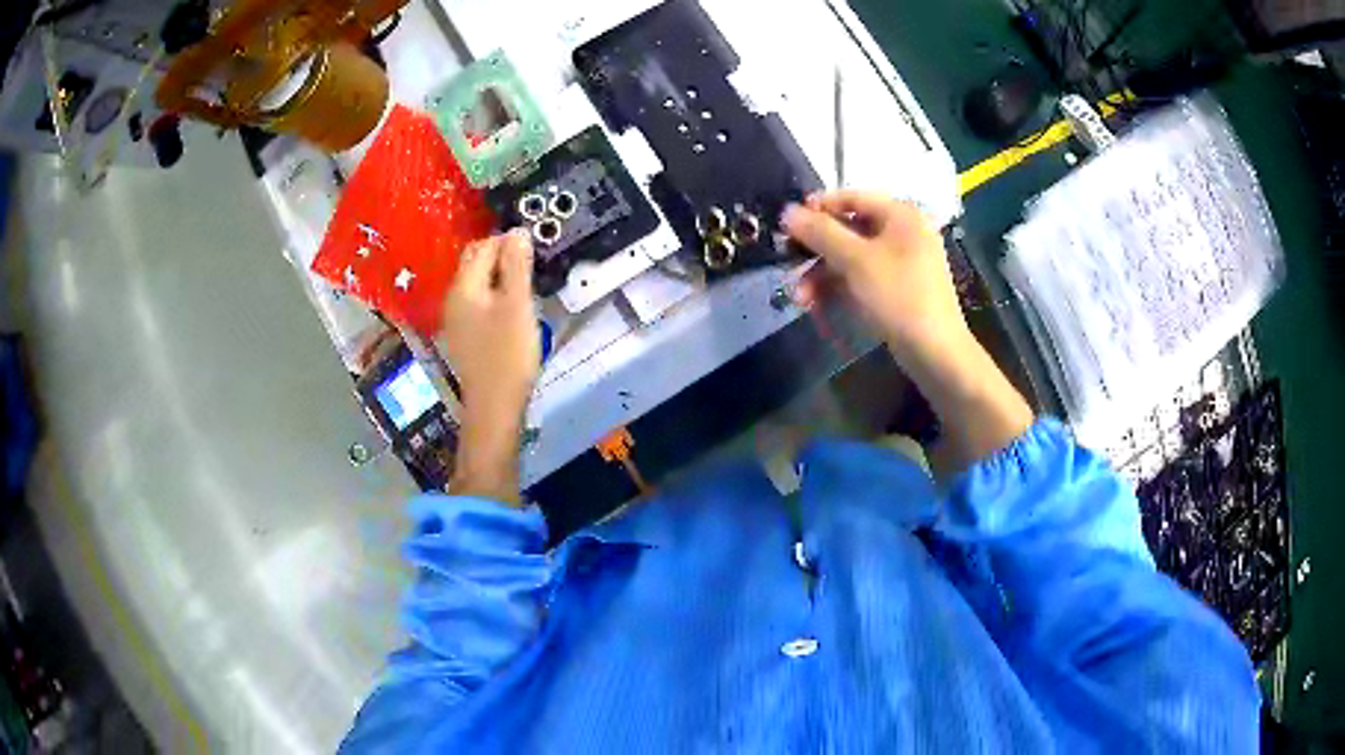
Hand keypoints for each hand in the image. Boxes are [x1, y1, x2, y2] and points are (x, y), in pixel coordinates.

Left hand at [436, 230, 539, 426]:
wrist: (494, 406)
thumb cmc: (508, 354)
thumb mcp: (517, 305)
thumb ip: (516, 265)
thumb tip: (517, 230)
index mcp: (463, 286)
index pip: (483, 246)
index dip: (508, 242)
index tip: (535, 253)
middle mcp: (453, 298)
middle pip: (475, 263)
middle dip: (502, 257)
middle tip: (532, 268)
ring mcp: (456, 319)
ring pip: (477, 283)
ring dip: (500, 278)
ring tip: (526, 289)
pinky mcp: (463, 336)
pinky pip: (478, 303)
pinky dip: (495, 297)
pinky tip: (512, 312)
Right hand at [783, 191, 1032, 475]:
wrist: (936, 352)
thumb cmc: (898, 296)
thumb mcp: (855, 260)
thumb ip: (820, 232)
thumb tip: (787, 211)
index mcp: (900, 214)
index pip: (851, 197)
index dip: (817, 208)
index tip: (787, 226)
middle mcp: (903, 231)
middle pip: (849, 229)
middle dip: (816, 251)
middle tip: (789, 266)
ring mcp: (903, 260)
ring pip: (852, 257)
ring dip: (823, 274)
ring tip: (801, 298)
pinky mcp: (900, 287)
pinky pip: (863, 276)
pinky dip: (840, 286)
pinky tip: (819, 304)